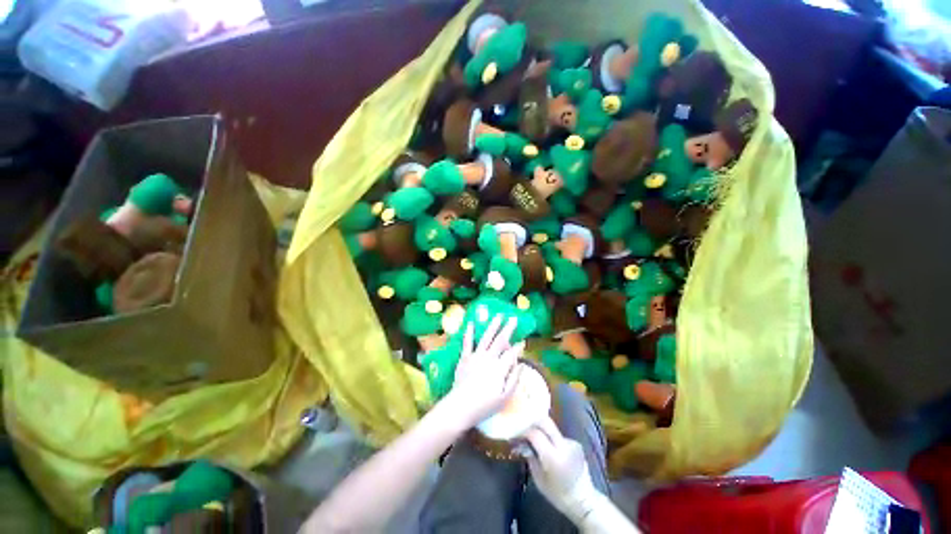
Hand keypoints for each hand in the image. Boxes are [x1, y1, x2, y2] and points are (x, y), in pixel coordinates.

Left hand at [443, 314, 523, 427]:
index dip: (518, 347)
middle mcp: (489, 358)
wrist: (460, 406)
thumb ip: (514, 379)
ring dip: (493, 326)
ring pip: (486, 337)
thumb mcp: (505, 397)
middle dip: (508, 329)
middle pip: (501, 340)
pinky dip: (469, 332)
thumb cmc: (484, 405)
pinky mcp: (464, 358)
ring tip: (499, 316)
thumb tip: (521, 364)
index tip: (523, 341)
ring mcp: (476, 356)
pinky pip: (467, 343)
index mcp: (499, 368)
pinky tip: (471, 323)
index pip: (512, 354)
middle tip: (514, 318)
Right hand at [520, 416, 599, 521]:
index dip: (523, 431)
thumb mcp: (539, 479)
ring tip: (534, 440)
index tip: (516, 434)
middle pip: (545, 422)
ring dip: (541, 431)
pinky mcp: (575, 442)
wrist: (583, 500)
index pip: (535, 433)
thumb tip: (521, 443)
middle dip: (532, 421)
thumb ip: (530, 457)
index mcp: (553, 457)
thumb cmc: (558, 494)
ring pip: (551, 428)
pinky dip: (550, 438)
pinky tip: (548, 448)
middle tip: (523, 428)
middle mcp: (563, 445)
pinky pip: (558, 435)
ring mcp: (571, 442)